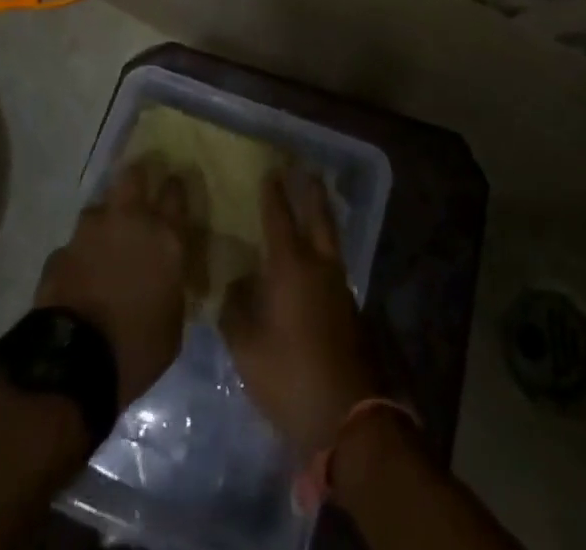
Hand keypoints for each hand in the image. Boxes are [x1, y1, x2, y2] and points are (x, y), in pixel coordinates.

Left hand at [34, 158, 199, 407]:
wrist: (73, 364)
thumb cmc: (137, 348)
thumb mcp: (173, 324)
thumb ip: (171, 288)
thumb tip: (167, 281)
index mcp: (164, 237)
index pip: (175, 191)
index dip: (174, 187)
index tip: (173, 190)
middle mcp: (128, 221)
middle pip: (132, 175)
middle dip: (136, 179)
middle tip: (138, 195)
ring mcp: (89, 233)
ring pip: (98, 207)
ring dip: (103, 221)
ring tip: (104, 244)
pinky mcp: (60, 252)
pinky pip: (73, 245)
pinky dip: (78, 256)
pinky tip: (79, 276)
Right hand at [220, 170, 378, 459]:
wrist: (348, 415)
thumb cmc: (290, 375)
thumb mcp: (246, 348)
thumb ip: (235, 310)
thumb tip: (236, 285)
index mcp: (291, 267)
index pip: (280, 218)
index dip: (274, 194)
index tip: (270, 171)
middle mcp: (319, 266)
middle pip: (318, 216)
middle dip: (311, 191)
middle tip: (305, 170)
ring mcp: (339, 287)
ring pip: (330, 239)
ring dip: (321, 217)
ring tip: (312, 205)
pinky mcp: (349, 309)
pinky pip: (333, 264)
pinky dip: (323, 248)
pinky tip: (313, 260)